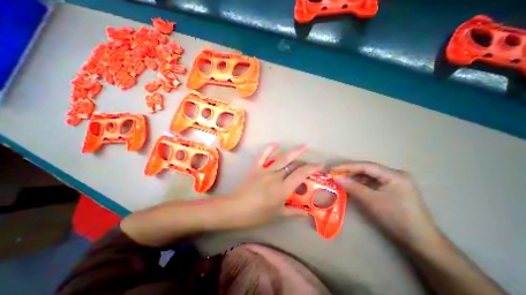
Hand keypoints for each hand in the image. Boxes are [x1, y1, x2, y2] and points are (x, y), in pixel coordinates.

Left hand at [230, 144, 319, 226]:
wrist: (235, 208)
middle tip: (312, 160)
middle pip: (293, 165)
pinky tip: (276, 145)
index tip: (320, 165)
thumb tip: (307, 213)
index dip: (312, 168)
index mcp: (282, 188)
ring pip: (282, 159)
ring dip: (294, 152)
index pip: (301, 175)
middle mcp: (276, 176)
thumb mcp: (277, 214)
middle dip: (304, 161)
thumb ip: (293, 212)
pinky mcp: (255, 168)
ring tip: (303, 146)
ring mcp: (265, 170)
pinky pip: (263, 156)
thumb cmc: (257, 214)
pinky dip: (269, 149)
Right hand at [333, 161, 440, 248]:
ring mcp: (394, 182)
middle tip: (335, 173)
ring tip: (341, 179)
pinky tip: (352, 186)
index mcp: (394, 175)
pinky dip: (361, 184)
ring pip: (369, 176)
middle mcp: (395, 175)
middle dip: (350, 171)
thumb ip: (352, 187)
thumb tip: (336, 177)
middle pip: (368, 169)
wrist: (420, 241)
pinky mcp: (392, 189)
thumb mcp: (371, 201)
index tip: (332, 169)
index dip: (347, 166)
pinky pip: (372, 183)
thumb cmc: (396, 218)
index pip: (366, 166)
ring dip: (355, 178)